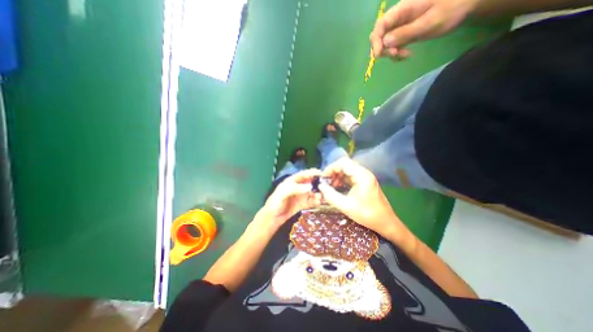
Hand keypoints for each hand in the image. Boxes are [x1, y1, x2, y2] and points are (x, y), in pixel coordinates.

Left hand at [262, 169, 322, 225]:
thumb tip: (310, 186)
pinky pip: (312, 201)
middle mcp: (298, 187)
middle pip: (310, 182)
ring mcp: (301, 195)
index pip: (304, 174)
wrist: (272, 218)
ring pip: (313, 192)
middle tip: (326, 187)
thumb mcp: (283, 194)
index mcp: (292, 181)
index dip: (312, 173)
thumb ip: (295, 189)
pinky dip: (316, 201)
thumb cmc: (275, 203)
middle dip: (318, 184)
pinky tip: (319, 202)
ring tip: (323, 196)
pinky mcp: (303, 204)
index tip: (321, 174)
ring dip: (318, 193)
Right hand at [320, 158, 412, 245]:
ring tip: (330, 187)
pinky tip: (337, 188)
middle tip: (325, 183)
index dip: (331, 168)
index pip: (343, 162)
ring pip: (347, 170)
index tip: (323, 178)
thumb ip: (330, 195)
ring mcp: (365, 177)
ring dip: (337, 176)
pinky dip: (342, 180)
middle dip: (333, 172)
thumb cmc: (367, 215)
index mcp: (362, 176)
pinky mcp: (365, 182)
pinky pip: (350, 176)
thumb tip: (320, 186)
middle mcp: (364, 173)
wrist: (386, 222)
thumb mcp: (346, 206)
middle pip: (345, 165)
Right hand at [369, 0, 475, 56]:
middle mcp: (398, 18)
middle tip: (397, 54)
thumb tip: (384, 43)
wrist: (467, 3)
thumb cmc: (452, 8)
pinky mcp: (404, 33)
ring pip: (385, 43)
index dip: (376, 40)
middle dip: (384, 49)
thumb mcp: (430, 22)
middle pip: (380, 35)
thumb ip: (406, 32)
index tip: (379, 54)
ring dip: (391, 53)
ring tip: (405, 55)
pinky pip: (393, 45)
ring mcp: (400, 26)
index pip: (380, 25)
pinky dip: (396, 53)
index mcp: (402, 9)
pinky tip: (406, 55)